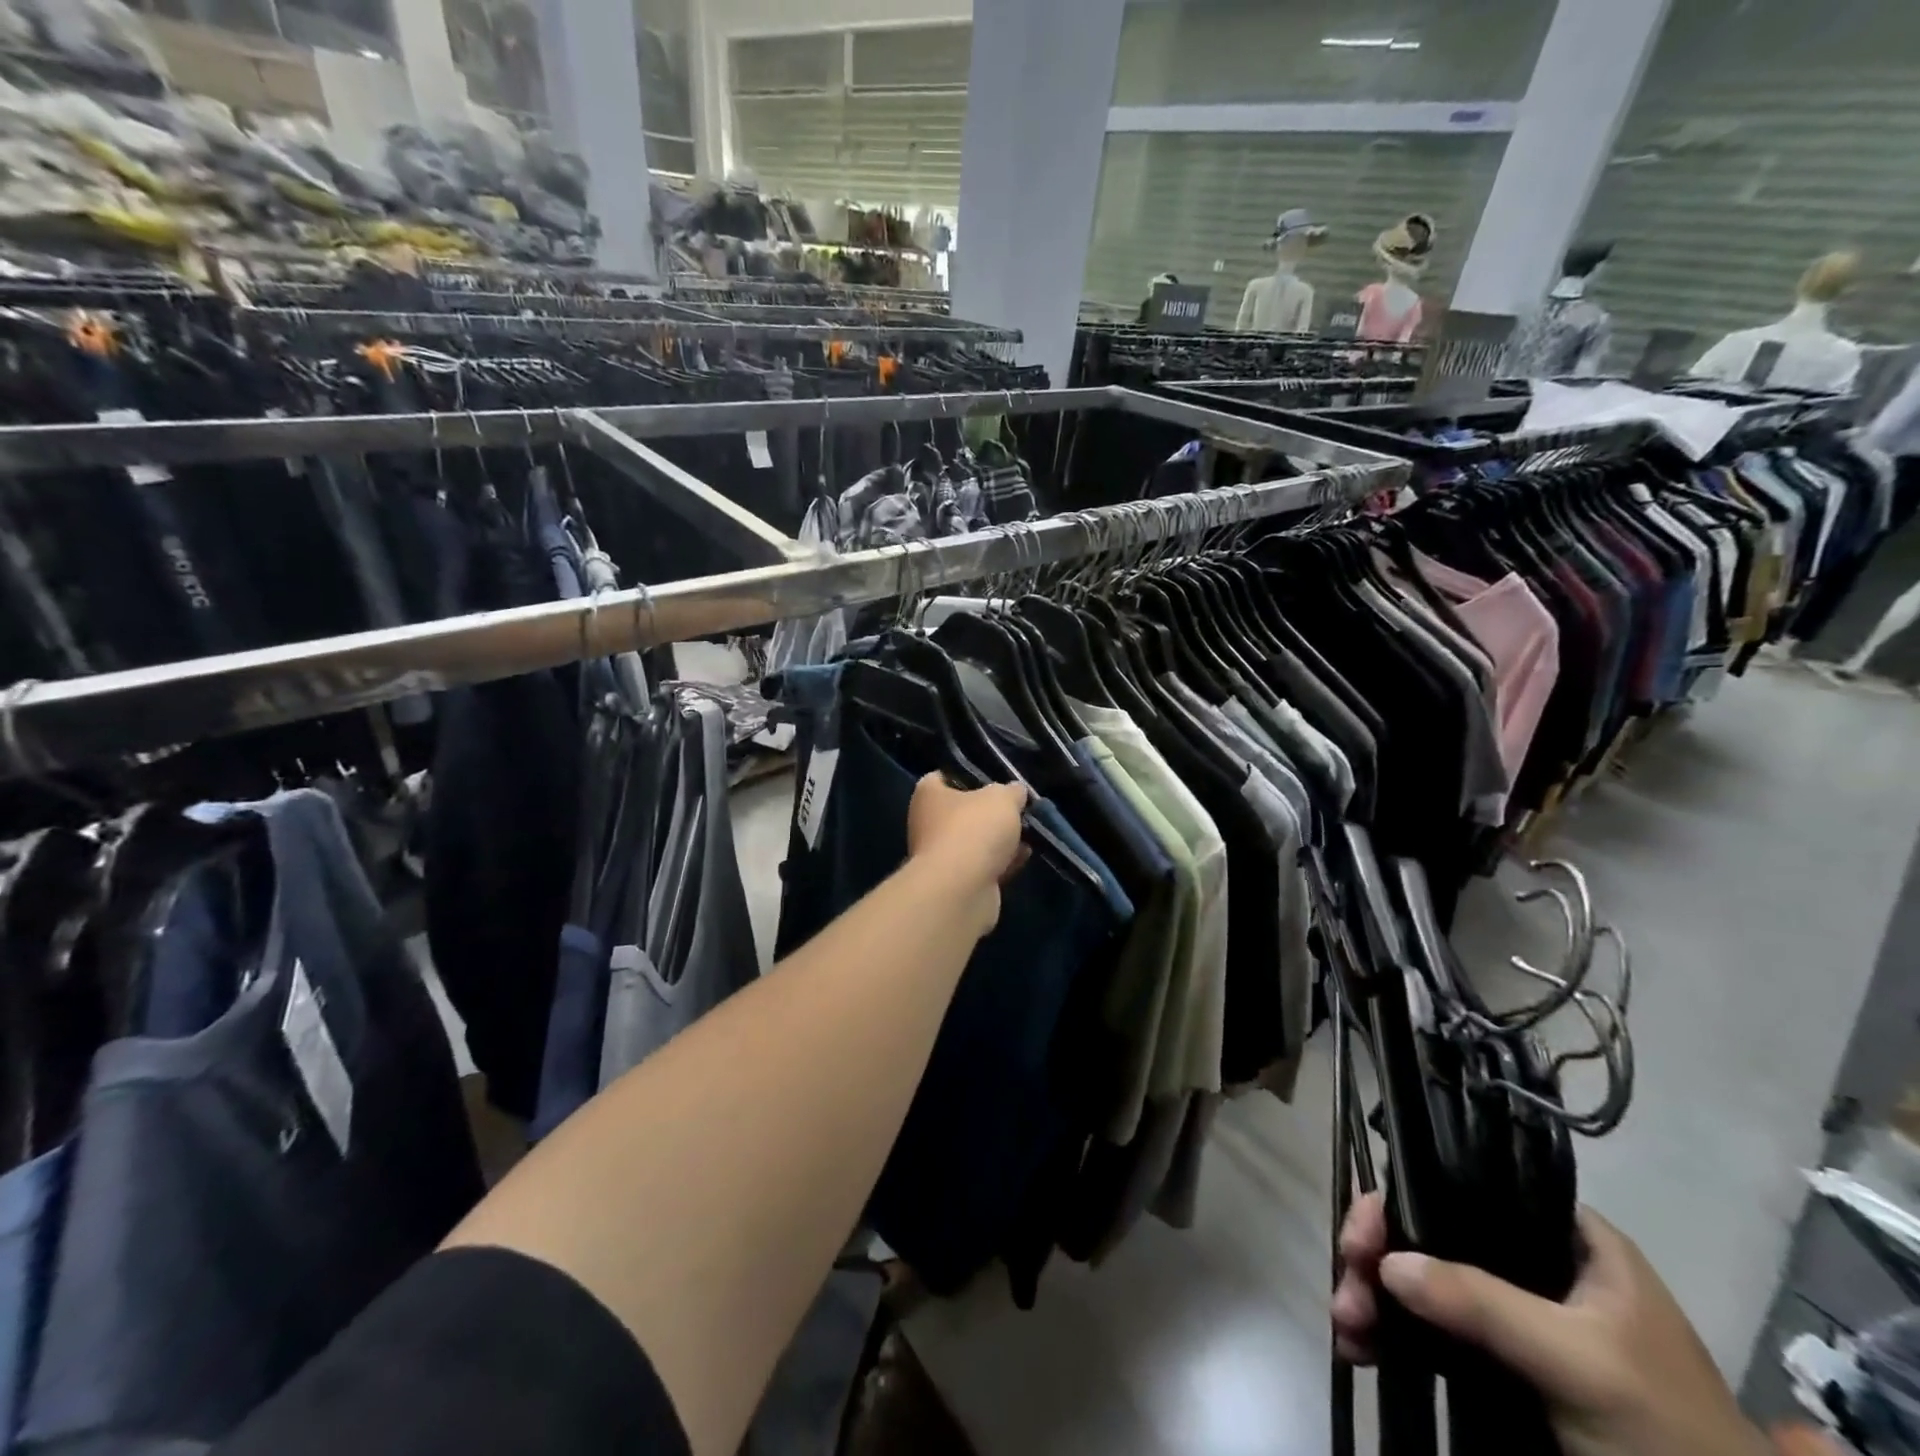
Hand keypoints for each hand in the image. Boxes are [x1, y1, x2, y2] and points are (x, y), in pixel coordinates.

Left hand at [906, 776, 1028, 922]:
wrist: (962, 889)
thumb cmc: (974, 829)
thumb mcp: (1002, 798)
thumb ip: (1011, 791)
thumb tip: (1015, 790)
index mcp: (928, 795)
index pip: (942, 777)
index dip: (967, 775)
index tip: (993, 778)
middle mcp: (927, 823)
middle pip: (962, 811)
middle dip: (989, 812)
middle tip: (1017, 808)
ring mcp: (941, 856)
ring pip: (975, 841)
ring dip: (999, 840)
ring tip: (1028, 832)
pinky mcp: (957, 883)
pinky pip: (983, 866)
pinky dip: (1002, 862)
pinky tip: (1025, 856)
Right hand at [1332, 1193, 1766, 1455]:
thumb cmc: (1668, 1434)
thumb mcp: (1580, 1364)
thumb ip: (1484, 1303)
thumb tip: (1386, 1263)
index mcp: (1566, 1238)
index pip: (1465, 1187)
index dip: (1406, 1201)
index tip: (1363, 1237)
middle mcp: (1535, 1264)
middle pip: (1435, 1236)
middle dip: (1380, 1261)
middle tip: (1347, 1295)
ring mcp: (1518, 1317)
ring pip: (1427, 1284)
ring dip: (1378, 1301)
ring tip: (1347, 1331)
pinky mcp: (1505, 1366)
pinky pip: (1435, 1334)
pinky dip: (1394, 1338)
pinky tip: (1360, 1350)